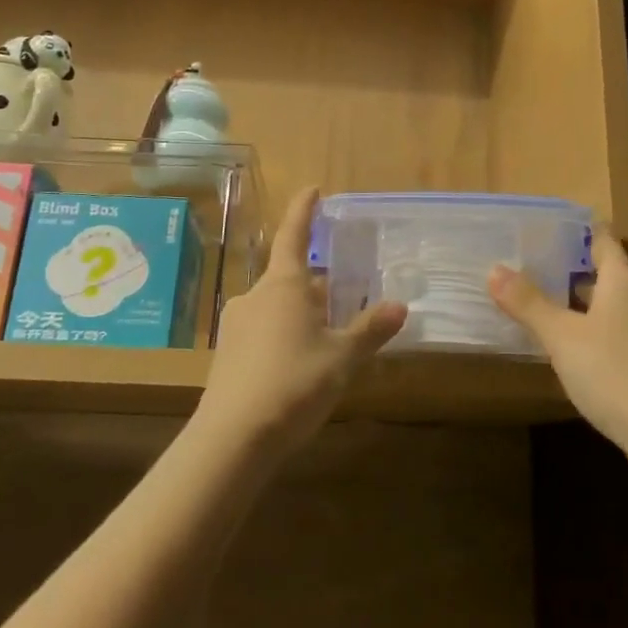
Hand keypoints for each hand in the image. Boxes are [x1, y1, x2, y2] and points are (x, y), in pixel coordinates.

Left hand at [198, 187, 406, 451]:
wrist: (233, 438)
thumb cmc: (294, 384)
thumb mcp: (342, 358)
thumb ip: (371, 330)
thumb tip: (400, 306)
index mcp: (284, 285)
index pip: (294, 235)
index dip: (304, 211)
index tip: (312, 189)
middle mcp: (256, 296)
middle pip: (291, 278)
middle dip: (317, 286)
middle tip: (345, 300)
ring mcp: (236, 325)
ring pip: (277, 307)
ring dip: (302, 314)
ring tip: (328, 341)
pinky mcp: (227, 354)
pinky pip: (263, 331)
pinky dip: (284, 336)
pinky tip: (299, 367)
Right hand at [488, 232, 627, 450]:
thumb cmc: (613, 371)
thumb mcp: (562, 336)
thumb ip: (529, 303)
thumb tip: (495, 270)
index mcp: (624, 281)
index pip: (604, 241)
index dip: (582, 232)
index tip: (553, 228)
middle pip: (609, 273)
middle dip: (575, 270)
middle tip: (537, 267)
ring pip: (614, 305)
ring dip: (584, 303)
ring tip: (548, 306)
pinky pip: (620, 332)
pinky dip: (596, 330)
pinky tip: (575, 347)